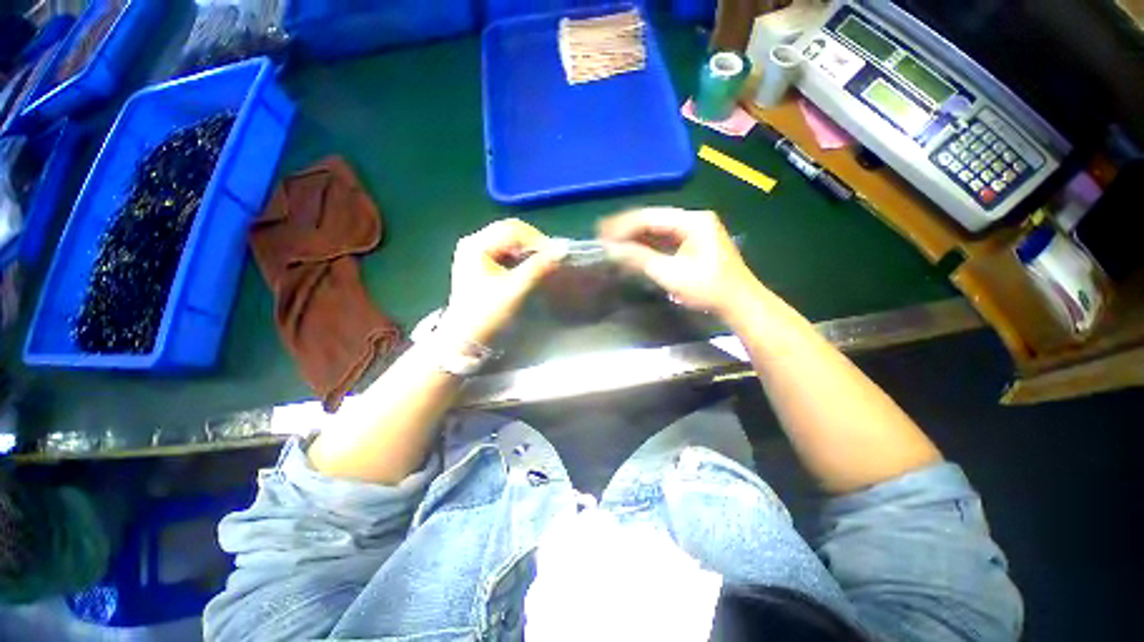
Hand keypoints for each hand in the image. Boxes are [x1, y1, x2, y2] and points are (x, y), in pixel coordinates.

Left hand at [439, 219, 565, 344]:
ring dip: (528, 249)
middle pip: (510, 231)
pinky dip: (520, 255)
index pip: (513, 229)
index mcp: (476, 245)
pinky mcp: (478, 263)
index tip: (556, 253)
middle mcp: (473, 242)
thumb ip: (537, 268)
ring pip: (508, 240)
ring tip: (543, 261)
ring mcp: (474, 252)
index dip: (538, 239)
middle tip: (552, 257)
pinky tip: (529, 266)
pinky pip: (504, 251)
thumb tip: (561, 250)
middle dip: (533, 243)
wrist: (464, 339)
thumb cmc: (486, 314)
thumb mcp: (514, 290)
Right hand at [598, 207, 760, 317]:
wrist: (739, 303)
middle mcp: (693, 219)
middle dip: (626, 229)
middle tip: (601, 235)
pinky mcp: (692, 244)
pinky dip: (645, 245)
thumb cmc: (708, 288)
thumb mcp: (671, 274)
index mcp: (692, 221)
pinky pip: (663, 240)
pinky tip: (630, 250)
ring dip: (634, 237)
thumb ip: (639, 259)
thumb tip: (610, 249)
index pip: (650, 217)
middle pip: (652, 220)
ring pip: (656, 230)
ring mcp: (693, 231)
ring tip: (609, 242)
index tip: (601, 233)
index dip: (623, 225)